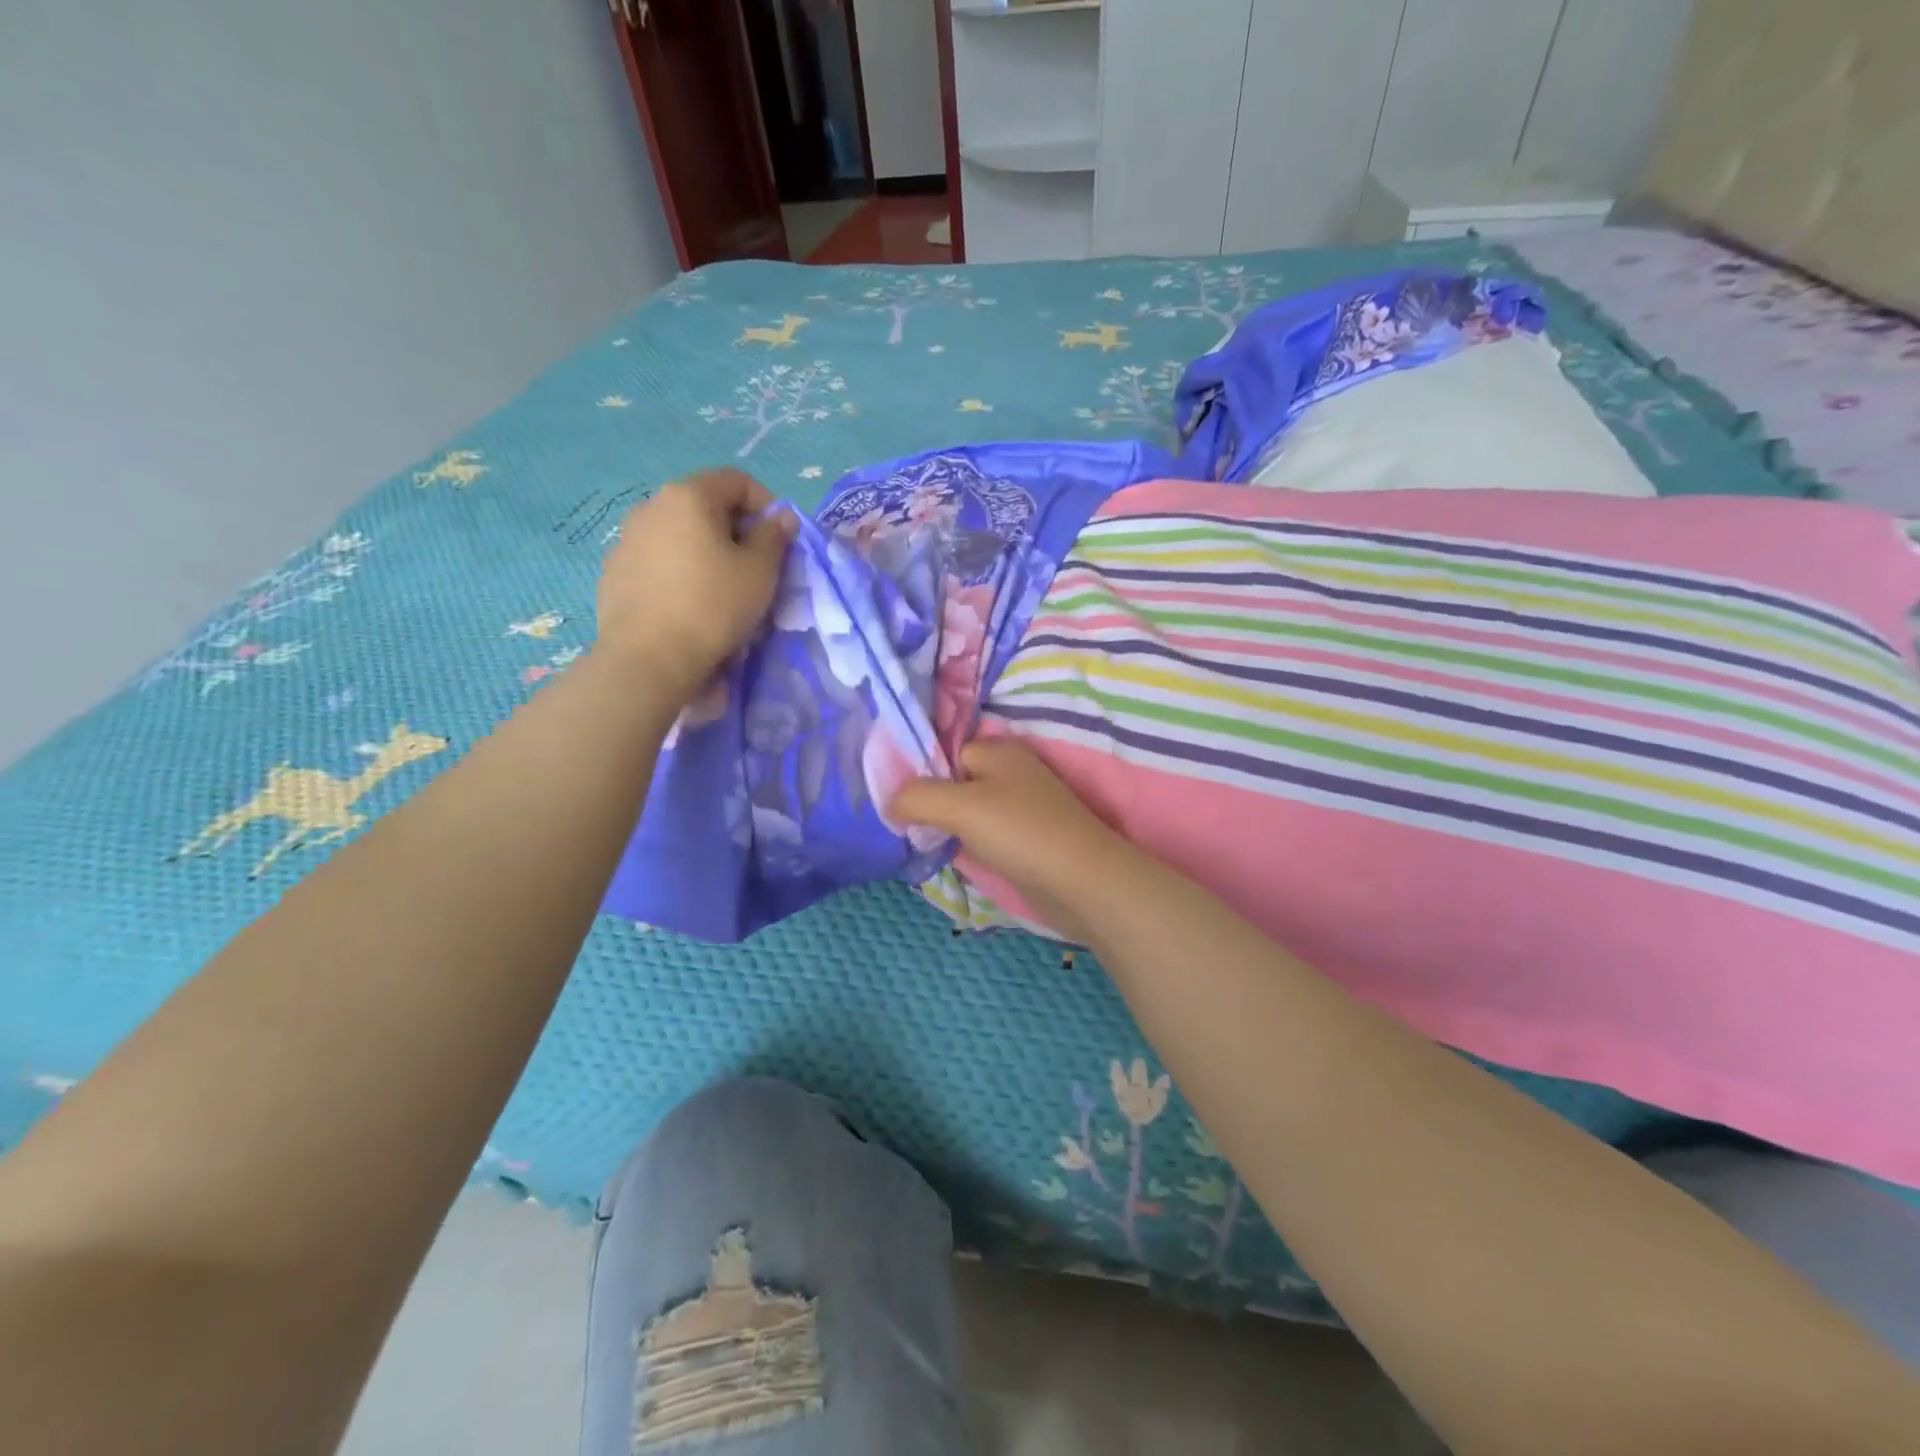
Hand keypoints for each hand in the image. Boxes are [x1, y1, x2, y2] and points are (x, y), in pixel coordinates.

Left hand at [597, 469, 796, 704]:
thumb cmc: (713, 607)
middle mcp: (651, 505)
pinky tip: (687, 604)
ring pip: (679, 533)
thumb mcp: (760, 572)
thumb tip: (781, 516)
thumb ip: (774, 536)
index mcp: (688, 495)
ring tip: (719, 588)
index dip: (766, 505)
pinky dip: (678, 570)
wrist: (648, 658)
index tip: (778, 541)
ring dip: (705, 550)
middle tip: (753, 568)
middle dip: (735, 529)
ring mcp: (626, 538)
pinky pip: (657, 559)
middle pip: (705, 504)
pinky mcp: (614, 571)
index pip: (737, 480)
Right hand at [890, 738, 1127, 942]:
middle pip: (955, 781)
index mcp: (997, 750)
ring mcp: (1022, 807)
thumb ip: (916, 797)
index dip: (919, 775)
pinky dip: (970, 845)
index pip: (944, 752)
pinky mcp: (1028, 839)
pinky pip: (986, 834)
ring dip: (948, 827)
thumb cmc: (1019, 832)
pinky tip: (954, 858)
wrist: (1082, 882)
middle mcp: (1011, 772)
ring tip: (921, 844)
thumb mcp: (958, 806)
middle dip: (931, 804)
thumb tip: (889, 803)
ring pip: (970, 811)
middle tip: (904, 828)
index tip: (896, 804)